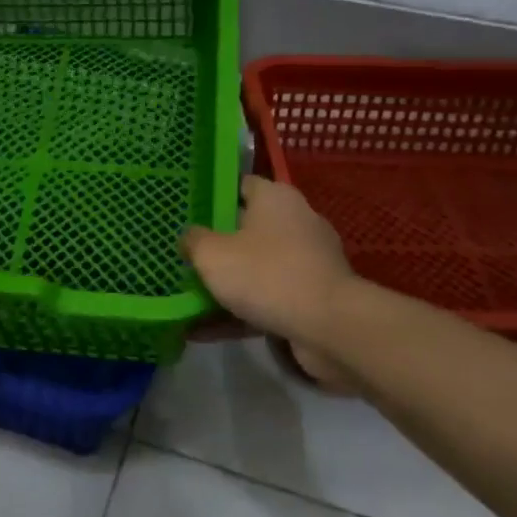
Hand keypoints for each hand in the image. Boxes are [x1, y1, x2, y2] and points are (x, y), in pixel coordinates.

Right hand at [181, 176, 360, 391]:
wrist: (329, 327)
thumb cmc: (266, 274)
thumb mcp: (212, 254)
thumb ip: (194, 241)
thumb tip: (190, 237)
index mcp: (276, 198)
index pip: (241, 185)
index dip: (214, 196)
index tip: (189, 212)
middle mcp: (297, 222)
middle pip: (249, 227)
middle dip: (218, 244)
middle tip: (187, 255)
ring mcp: (309, 260)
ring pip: (258, 266)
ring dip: (229, 282)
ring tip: (192, 298)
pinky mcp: (314, 296)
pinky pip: (269, 297)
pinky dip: (242, 311)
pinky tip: (208, 331)